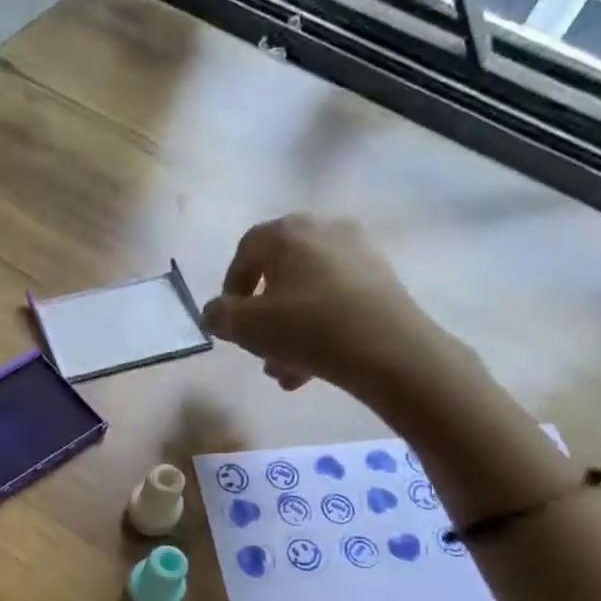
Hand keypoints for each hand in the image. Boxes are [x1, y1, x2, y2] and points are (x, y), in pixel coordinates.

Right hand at [201, 215, 463, 408]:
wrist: (387, 348)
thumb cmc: (306, 328)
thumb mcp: (246, 327)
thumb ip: (220, 316)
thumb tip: (214, 312)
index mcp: (288, 233)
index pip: (247, 249)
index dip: (231, 285)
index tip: (229, 319)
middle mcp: (323, 230)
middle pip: (280, 272)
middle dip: (263, 315)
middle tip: (257, 347)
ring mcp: (358, 253)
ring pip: (307, 292)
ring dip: (288, 330)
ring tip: (282, 370)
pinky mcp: (381, 280)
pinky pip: (335, 301)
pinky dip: (318, 328)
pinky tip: (310, 368)